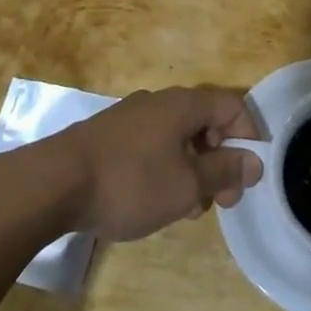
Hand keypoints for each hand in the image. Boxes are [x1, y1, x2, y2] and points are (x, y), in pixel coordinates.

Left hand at [42, 87, 263, 241]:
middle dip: (220, 160)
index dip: (249, 137)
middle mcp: (160, 102)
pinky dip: (166, 169)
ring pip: (179, 137)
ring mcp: (133, 117)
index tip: (248, 177)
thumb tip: (255, 160)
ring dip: (193, 169)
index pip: (232, 106)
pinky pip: (153, 146)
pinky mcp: (111, 136)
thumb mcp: (187, 185)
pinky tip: (155, 201)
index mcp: (183, 104)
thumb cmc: (130, 182)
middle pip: (206, 122)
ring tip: (186, 209)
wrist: (55, 182)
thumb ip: (224, 171)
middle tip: (220, 202)